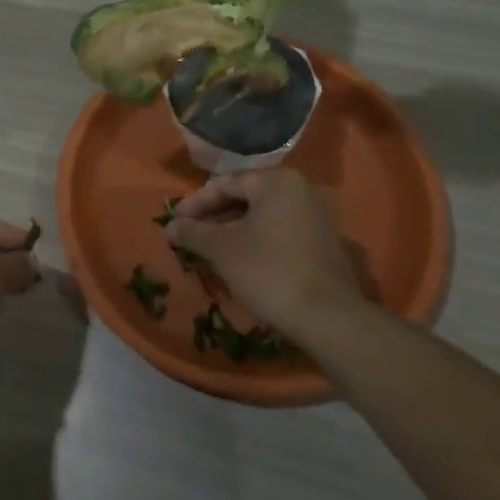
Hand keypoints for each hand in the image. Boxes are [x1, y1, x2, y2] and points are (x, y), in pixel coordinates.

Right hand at [165, 168, 367, 339]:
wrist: (329, 318)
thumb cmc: (269, 271)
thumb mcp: (222, 249)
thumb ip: (193, 232)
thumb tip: (170, 226)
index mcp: (277, 181)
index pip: (225, 185)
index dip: (195, 204)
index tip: (174, 222)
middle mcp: (301, 190)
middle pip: (245, 198)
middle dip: (214, 218)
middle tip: (190, 236)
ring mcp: (317, 217)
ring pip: (262, 218)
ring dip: (233, 232)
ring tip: (209, 251)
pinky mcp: (324, 244)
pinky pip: (280, 233)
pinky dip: (256, 242)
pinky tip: (239, 262)